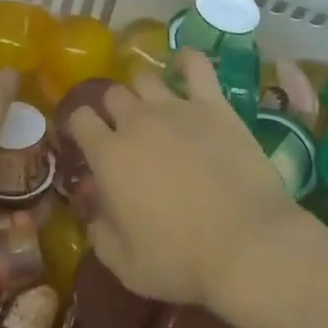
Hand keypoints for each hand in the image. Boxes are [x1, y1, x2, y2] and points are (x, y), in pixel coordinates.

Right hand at [67, 47, 299, 308]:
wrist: (247, 245)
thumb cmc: (182, 261)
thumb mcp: (127, 266)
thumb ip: (100, 234)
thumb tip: (93, 212)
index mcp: (108, 156)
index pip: (80, 119)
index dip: (79, 126)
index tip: (86, 140)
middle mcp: (136, 121)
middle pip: (112, 94)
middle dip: (113, 109)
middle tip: (125, 132)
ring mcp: (175, 108)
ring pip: (145, 77)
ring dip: (142, 89)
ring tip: (152, 106)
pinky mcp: (213, 105)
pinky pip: (195, 66)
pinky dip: (186, 61)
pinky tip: (184, 66)